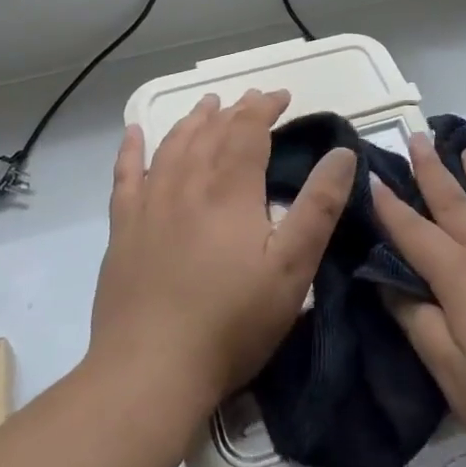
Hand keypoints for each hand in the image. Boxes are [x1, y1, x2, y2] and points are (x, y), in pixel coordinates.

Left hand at [90, 90, 356, 412]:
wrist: (150, 370)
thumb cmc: (231, 320)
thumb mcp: (293, 267)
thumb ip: (319, 206)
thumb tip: (342, 153)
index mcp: (230, 188)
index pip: (249, 128)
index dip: (265, 106)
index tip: (282, 96)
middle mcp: (187, 182)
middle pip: (211, 131)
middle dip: (235, 110)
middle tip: (251, 99)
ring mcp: (150, 203)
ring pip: (173, 145)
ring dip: (193, 120)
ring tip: (207, 105)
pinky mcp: (123, 229)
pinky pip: (125, 175)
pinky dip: (130, 149)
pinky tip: (132, 133)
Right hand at [372, 133, 465, 466]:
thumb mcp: (457, 379)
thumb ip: (420, 326)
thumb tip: (391, 285)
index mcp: (463, 277)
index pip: (415, 233)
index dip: (390, 207)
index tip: (371, 177)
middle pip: (455, 202)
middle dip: (431, 169)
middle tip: (415, 136)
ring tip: (465, 149)